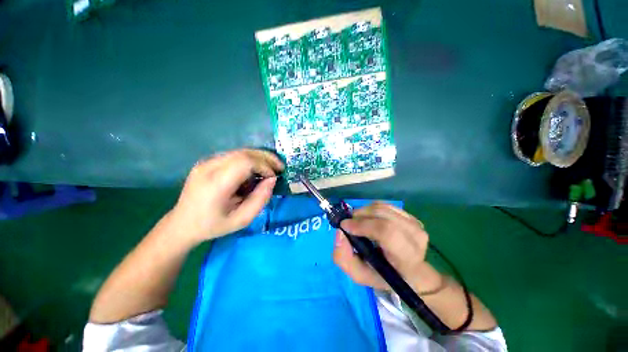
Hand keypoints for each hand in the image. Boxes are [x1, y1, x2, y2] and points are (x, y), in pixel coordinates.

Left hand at [168, 149, 283, 245]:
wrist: (182, 224)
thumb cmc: (213, 225)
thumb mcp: (242, 220)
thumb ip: (260, 199)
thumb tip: (272, 180)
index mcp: (215, 184)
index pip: (245, 162)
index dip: (264, 166)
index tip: (274, 177)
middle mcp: (209, 167)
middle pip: (244, 153)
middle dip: (266, 158)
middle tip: (279, 167)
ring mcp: (206, 162)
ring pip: (240, 151)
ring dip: (259, 158)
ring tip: (270, 168)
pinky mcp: (207, 162)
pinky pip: (234, 156)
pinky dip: (250, 160)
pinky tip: (255, 171)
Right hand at [333, 202, 442, 293]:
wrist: (409, 272)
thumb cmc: (383, 275)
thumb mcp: (359, 275)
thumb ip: (344, 258)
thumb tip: (340, 232)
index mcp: (406, 258)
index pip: (386, 232)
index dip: (363, 225)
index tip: (345, 226)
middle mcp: (415, 238)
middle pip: (382, 215)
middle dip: (359, 215)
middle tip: (349, 224)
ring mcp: (415, 224)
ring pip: (381, 207)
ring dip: (363, 211)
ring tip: (357, 221)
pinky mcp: (411, 216)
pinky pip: (385, 205)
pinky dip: (371, 209)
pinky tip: (369, 219)